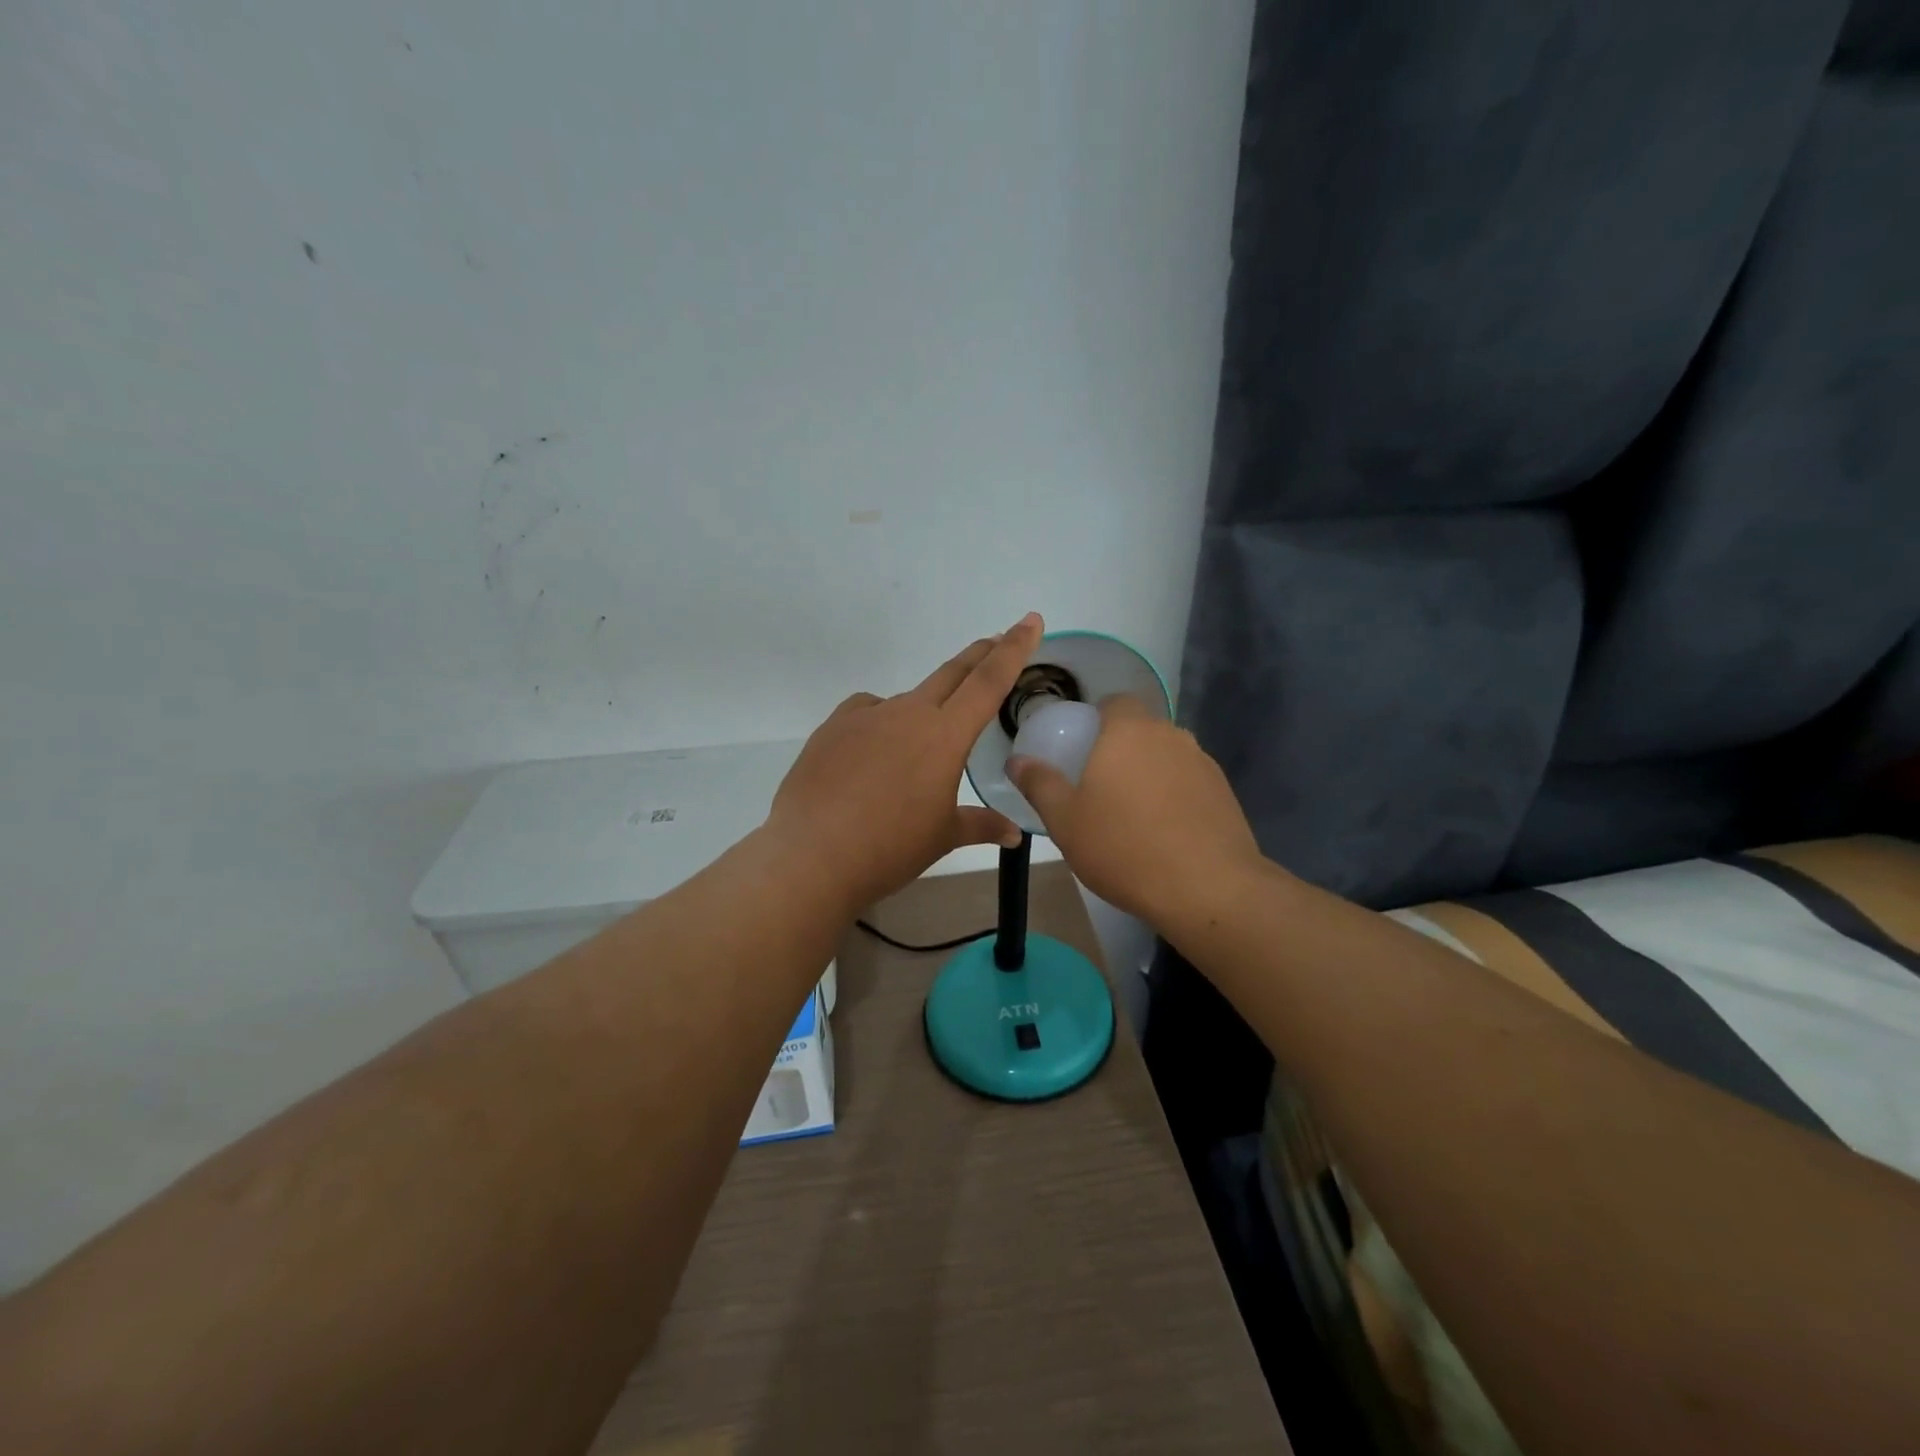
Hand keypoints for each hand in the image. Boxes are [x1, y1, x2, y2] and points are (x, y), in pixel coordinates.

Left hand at [767, 614, 1044, 912]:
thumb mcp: (942, 837)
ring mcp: (866, 716)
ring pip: (907, 700)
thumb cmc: (889, 848)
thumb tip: (1014, 835)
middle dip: (979, 655)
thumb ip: (981, 826)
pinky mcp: (833, 726)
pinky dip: (881, 724)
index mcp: (944, 736)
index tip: (1030, 621)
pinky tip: (873, 753)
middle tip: (996, 640)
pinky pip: (867, 713)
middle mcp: (908, 713)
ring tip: (917, 750)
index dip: (1014, 649)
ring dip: (924, 709)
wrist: (812, 855)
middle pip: (952, 673)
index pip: (989, 681)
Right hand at [1007, 696, 1264, 929]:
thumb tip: (1016, 761)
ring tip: (1132, 814)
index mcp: (1128, 731)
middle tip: (1098, 786)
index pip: (1114, 702)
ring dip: (1149, 774)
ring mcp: (1203, 763)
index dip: (1096, 720)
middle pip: (1141, 729)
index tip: (1081, 750)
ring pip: (1166, 756)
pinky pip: (1188, 782)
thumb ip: (1040, 784)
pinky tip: (1165, 832)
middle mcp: (1170, 735)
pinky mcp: (1224, 792)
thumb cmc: (1124, 848)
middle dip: (1120, 749)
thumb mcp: (1065, 821)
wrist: (1208, 888)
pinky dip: (1174, 796)